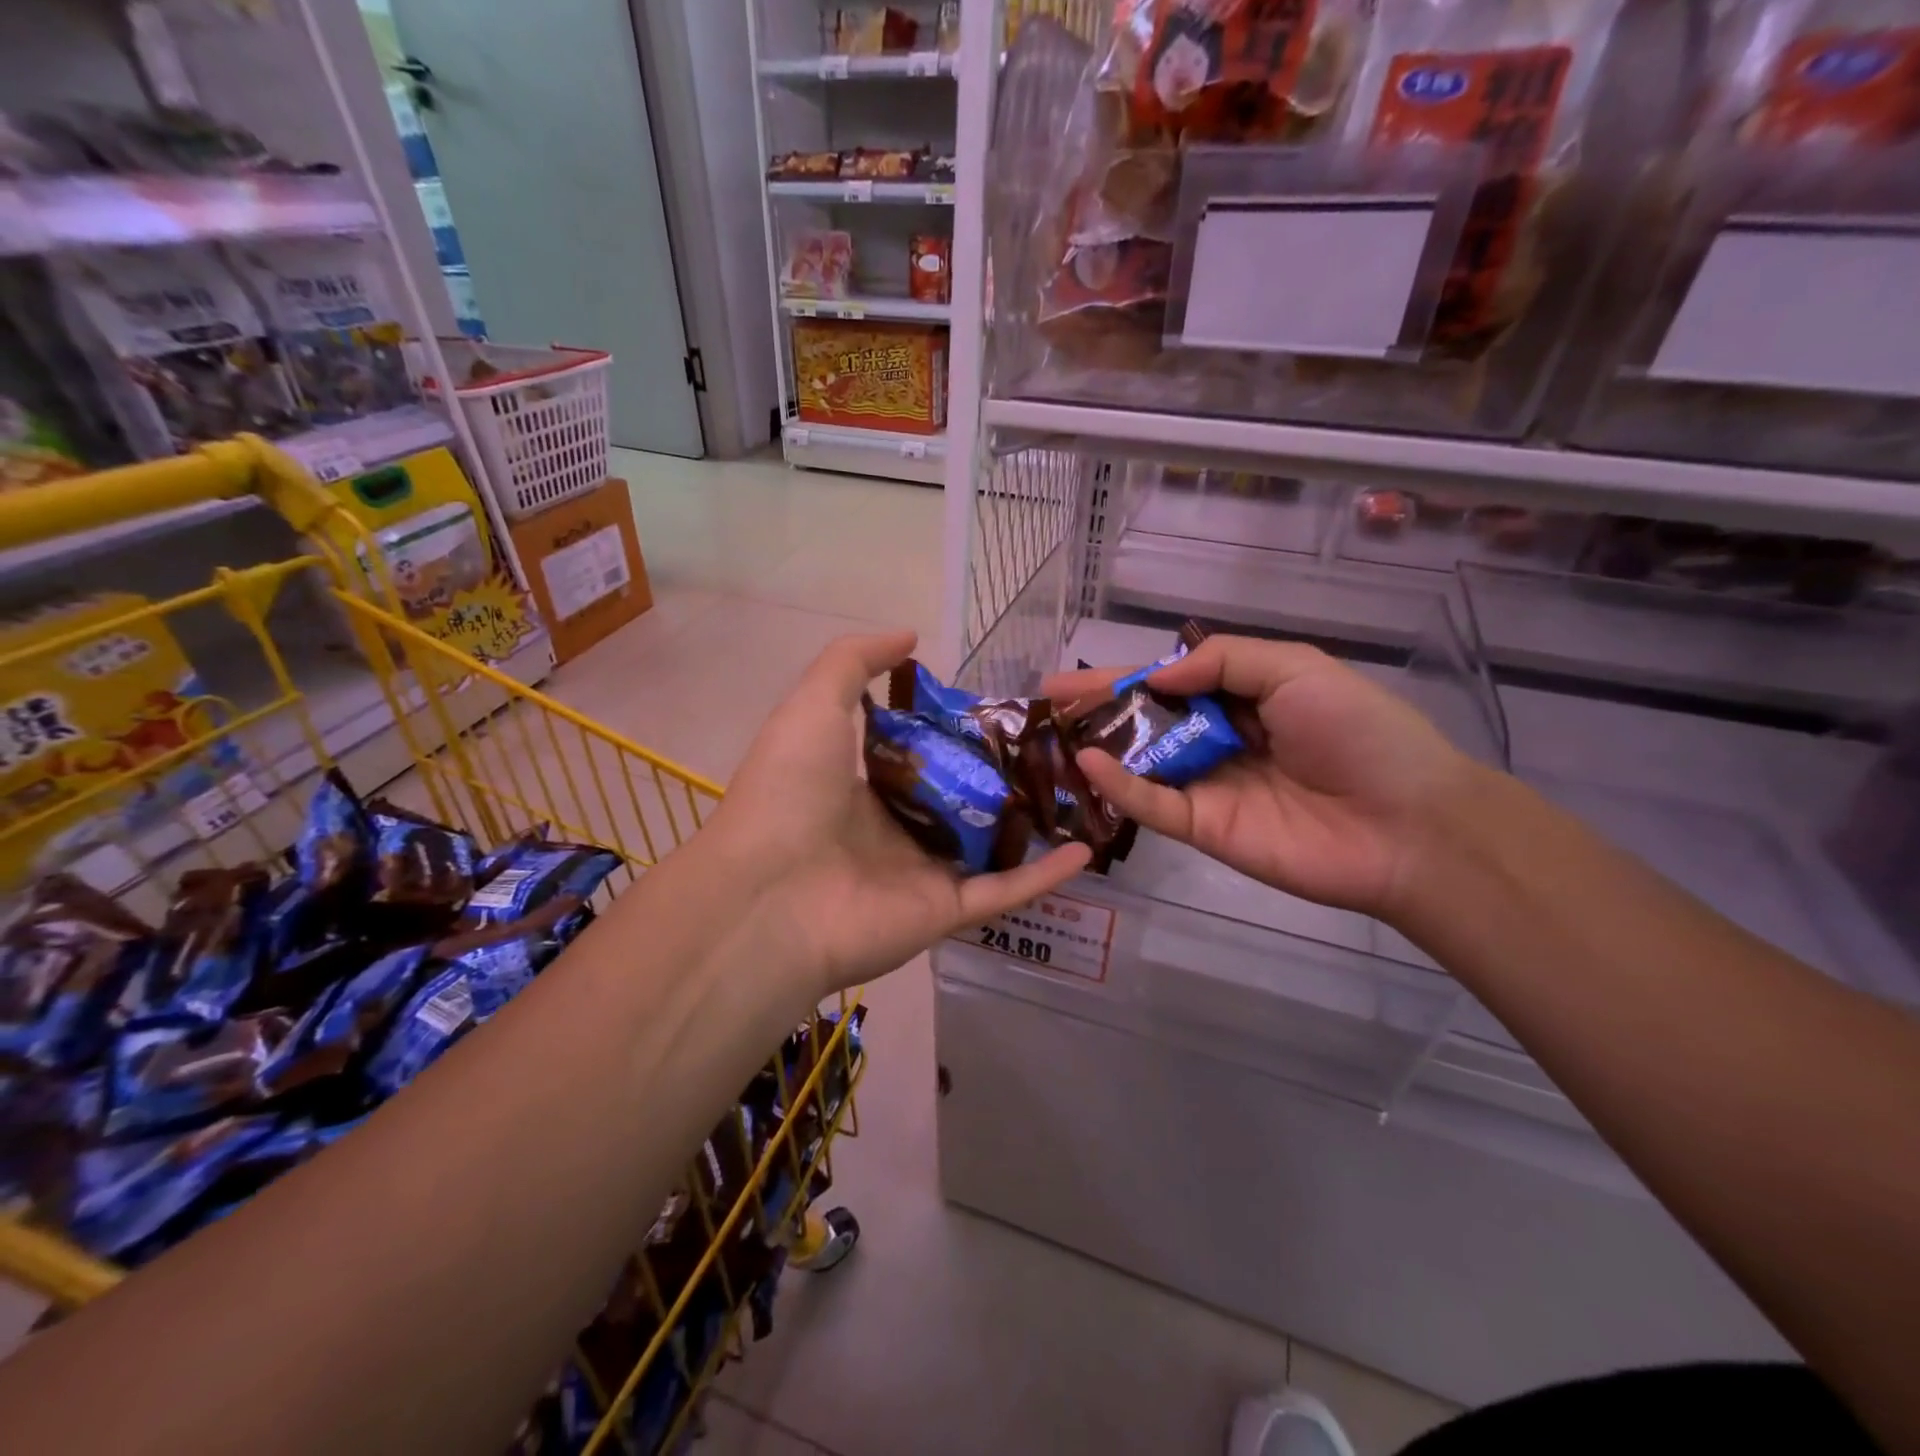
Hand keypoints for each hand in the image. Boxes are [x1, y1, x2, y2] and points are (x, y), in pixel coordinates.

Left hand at [713, 632, 1091, 996]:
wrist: (768, 895)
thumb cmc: (789, 791)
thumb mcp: (813, 705)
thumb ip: (854, 662)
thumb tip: (910, 636)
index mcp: (862, 786)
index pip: (921, 756)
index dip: (958, 731)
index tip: (1003, 707)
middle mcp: (895, 830)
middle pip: (961, 799)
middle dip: (1004, 774)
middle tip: (1058, 745)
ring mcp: (922, 873)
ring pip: (990, 845)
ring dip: (1033, 823)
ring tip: (1083, 790)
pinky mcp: (946, 912)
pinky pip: (1004, 891)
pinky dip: (1045, 875)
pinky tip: (1087, 849)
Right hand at [1044, 636, 1474, 919]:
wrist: (1406, 823)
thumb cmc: (1358, 732)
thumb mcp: (1295, 669)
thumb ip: (1224, 660)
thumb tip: (1157, 672)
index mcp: (1243, 700)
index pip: (1170, 683)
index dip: (1123, 677)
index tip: (1073, 677)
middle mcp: (1218, 741)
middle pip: (1146, 722)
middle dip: (1098, 708)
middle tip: (1047, 701)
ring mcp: (1208, 787)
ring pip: (1142, 763)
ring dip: (1098, 745)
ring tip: (1052, 729)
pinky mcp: (1204, 829)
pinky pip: (1154, 805)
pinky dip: (1121, 786)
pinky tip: (1090, 764)